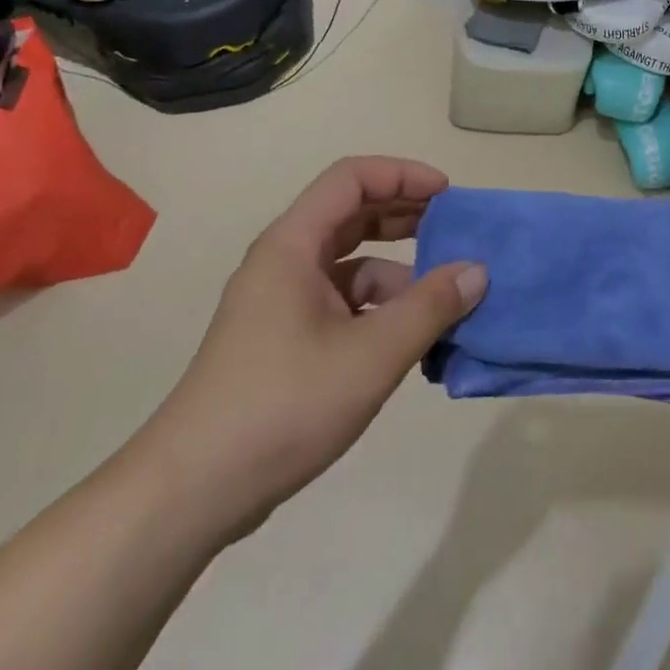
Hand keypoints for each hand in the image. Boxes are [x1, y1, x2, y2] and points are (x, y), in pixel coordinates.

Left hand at [130, 158, 486, 546]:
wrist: (191, 493)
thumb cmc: (283, 405)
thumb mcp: (371, 354)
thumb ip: (430, 307)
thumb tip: (477, 271)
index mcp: (293, 245)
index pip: (351, 178)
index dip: (402, 175)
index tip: (448, 195)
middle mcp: (285, 261)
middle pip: (351, 215)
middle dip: (406, 218)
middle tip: (454, 233)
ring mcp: (281, 303)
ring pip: (349, 266)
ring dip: (397, 274)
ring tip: (444, 300)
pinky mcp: (283, 340)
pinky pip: (341, 304)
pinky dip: (378, 311)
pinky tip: (409, 343)